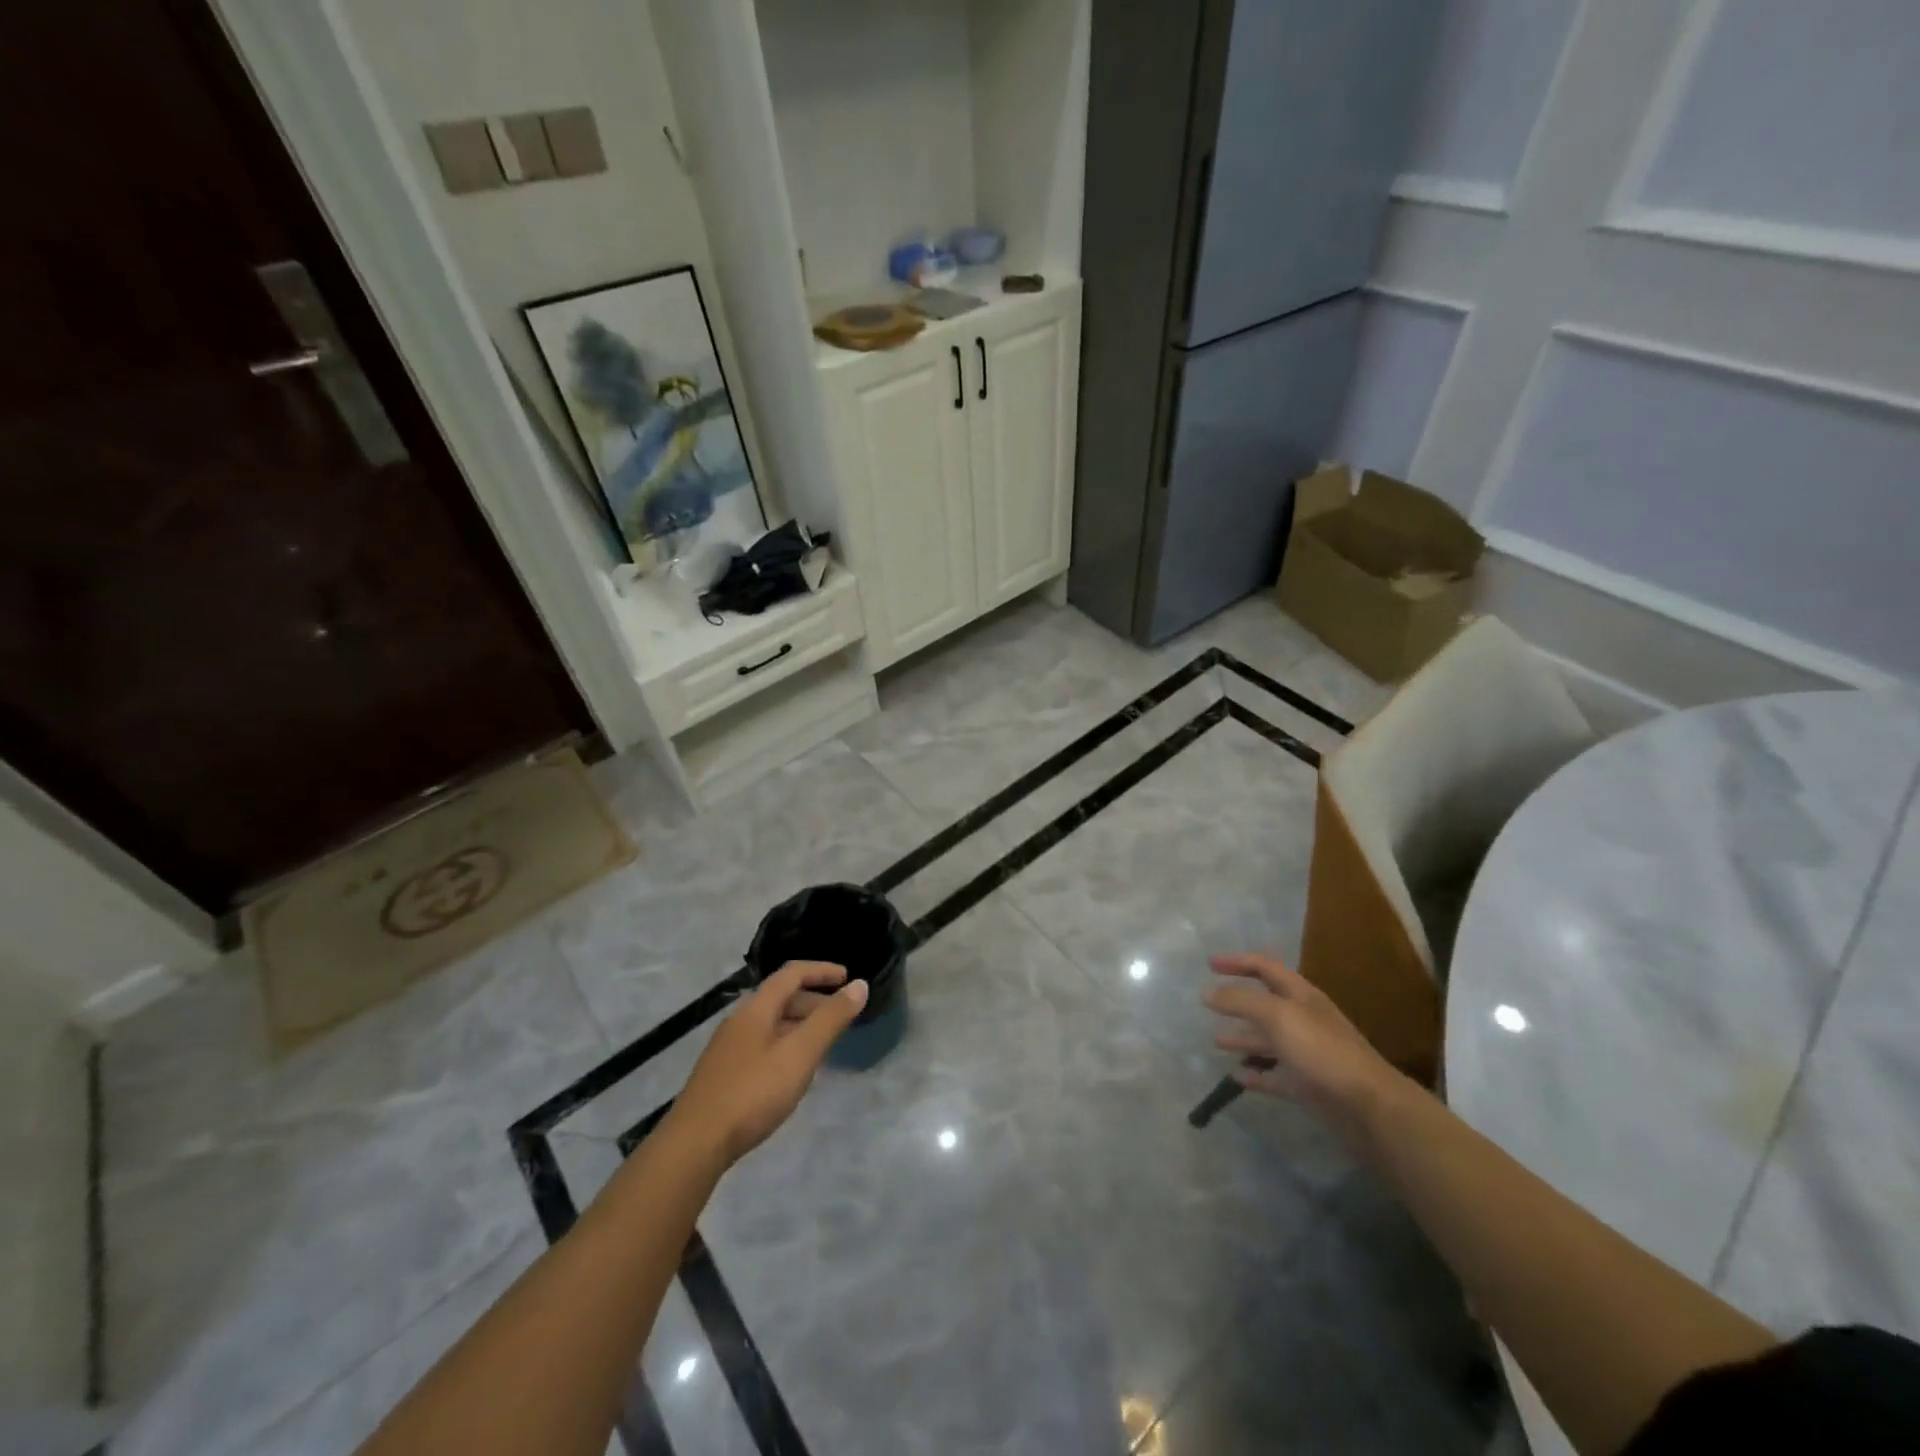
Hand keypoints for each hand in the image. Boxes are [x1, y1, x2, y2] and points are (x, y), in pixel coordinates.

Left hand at [667, 961, 867, 1166]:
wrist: (694, 1144)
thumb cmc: (753, 1093)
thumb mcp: (800, 1054)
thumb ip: (831, 1019)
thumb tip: (859, 985)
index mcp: (756, 1008)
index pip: (792, 973)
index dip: (822, 971)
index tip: (848, 978)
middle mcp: (739, 1020)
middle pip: (781, 997)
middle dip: (814, 1001)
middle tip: (841, 1017)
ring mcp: (728, 1047)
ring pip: (771, 1023)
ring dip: (800, 1024)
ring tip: (823, 1044)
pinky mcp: (722, 1073)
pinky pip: (762, 1044)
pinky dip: (785, 1044)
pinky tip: (793, 1071)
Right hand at [1203, 953, 1406, 1146]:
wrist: (1368, 1105)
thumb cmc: (1321, 1049)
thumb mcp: (1277, 1016)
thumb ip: (1241, 1001)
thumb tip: (1208, 993)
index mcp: (1300, 995)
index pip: (1264, 967)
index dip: (1237, 962)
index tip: (1209, 964)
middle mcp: (1303, 1019)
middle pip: (1265, 1004)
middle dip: (1238, 1002)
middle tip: (1209, 1004)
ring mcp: (1306, 1053)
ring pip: (1268, 1041)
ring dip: (1242, 1038)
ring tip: (1216, 1042)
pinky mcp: (1306, 1085)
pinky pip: (1274, 1076)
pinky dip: (1255, 1075)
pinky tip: (1236, 1076)